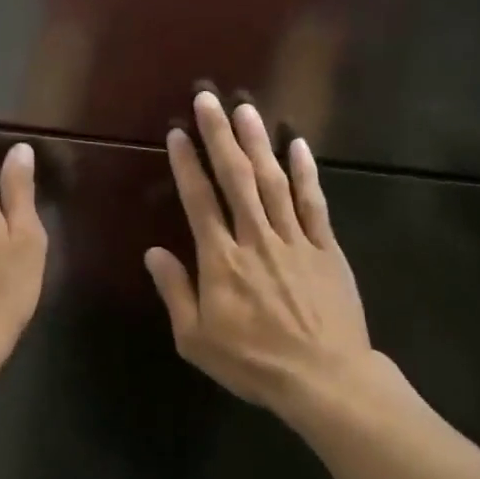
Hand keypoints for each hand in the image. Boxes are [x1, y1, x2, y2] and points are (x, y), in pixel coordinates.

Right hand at [145, 92, 375, 418]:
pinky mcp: (326, 249)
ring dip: (258, 143)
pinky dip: (306, 172)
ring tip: (246, 109)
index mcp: (221, 261)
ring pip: (273, 182)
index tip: (178, 133)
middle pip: (236, 179)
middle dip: (220, 136)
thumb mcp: (196, 339)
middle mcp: (256, 239)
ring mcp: (295, 241)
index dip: (187, 165)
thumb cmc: (253, 363)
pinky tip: (297, 145)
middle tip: (209, 99)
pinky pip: (314, 203)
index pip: (199, 202)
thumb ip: (175, 292)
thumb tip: (153, 253)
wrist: (323, 378)